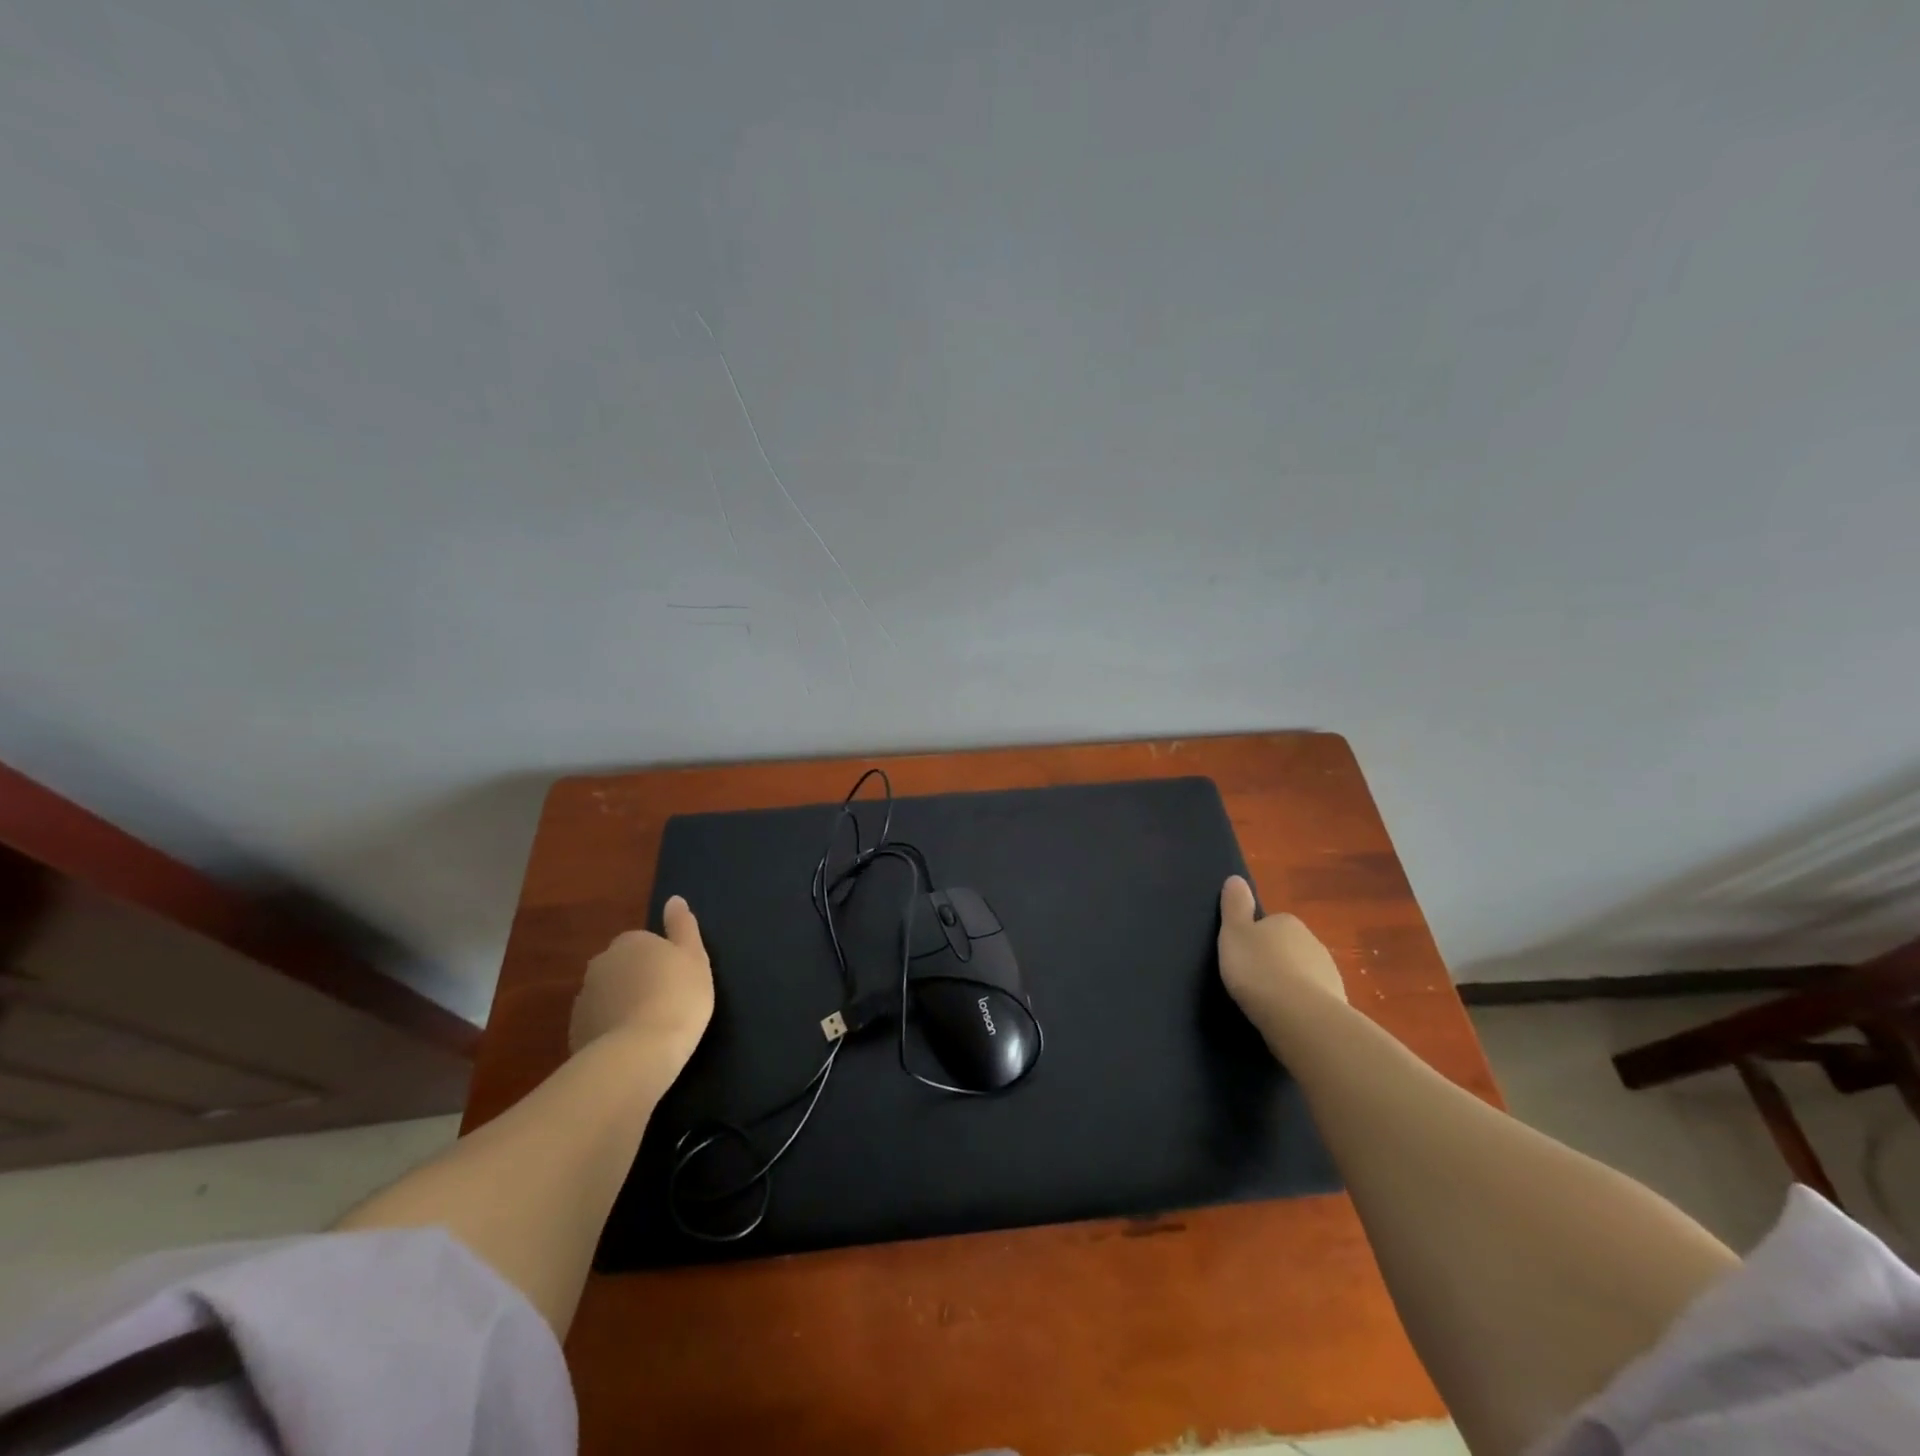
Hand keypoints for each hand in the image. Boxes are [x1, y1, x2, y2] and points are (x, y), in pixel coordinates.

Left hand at [569, 895, 715, 1080]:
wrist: (638, 1054)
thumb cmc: (677, 998)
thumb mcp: (694, 958)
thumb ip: (683, 926)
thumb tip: (674, 899)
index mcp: (631, 941)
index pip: (644, 943)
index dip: (661, 961)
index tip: (676, 981)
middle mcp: (601, 963)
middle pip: (622, 967)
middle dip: (637, 980)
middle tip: (664, 1002)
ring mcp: (584, 998)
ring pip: (608, 995)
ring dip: (623, 1005)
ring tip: (648, 1028)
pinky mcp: (575, 1031)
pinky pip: (599, 1023)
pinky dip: (611, 1029)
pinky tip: (631, 1046)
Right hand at [1218, 875, 1347, 1036]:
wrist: (1300, 1017)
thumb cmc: (1259, 969)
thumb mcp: (1234, 933)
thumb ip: (1235, 906)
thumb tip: (1236, 878)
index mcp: (1287, 922)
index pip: (1269, 924)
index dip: (1254, 939)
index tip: (1242, 955)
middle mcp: (1312, 941)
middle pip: (1288, 948)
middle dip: (1274, 960)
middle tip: (1252, 979)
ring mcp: (1329, 973)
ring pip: (1303, 973)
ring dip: (1289, 983)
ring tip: (1268, 1002)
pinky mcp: (1337, 1003)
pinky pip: (1313, 999)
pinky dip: (1301, 1005)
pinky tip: (1286, 1018)